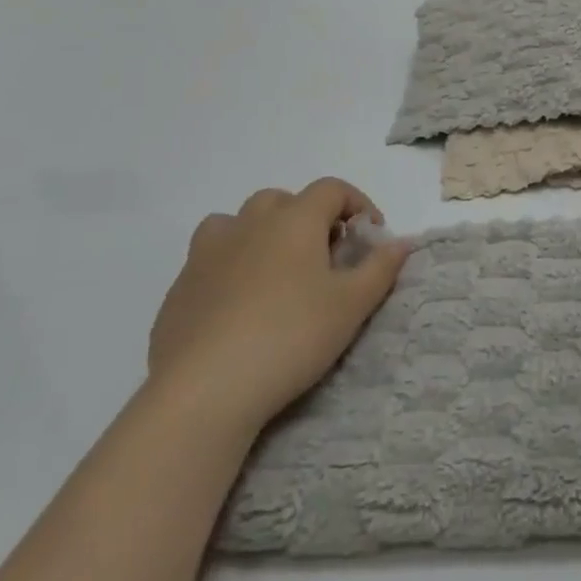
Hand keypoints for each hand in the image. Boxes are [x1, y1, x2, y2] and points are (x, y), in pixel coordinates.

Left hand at [147, 178, 409, 430]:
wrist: (204, 390)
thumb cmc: (291, 336)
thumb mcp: (352, 305)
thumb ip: (381, 268)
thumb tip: (401, 242)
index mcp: (294, 220)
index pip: (331, 189)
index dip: (357, 205)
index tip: (370, 238)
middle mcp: (249, 224)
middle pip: (283, 200)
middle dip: (309, 218)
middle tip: (325, 257)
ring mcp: (207, 254)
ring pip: (238, 224)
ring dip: (262, 235)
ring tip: (276, 273)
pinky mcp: (179, 289)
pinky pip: (210, 260)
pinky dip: (230, 268)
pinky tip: (239, 307)